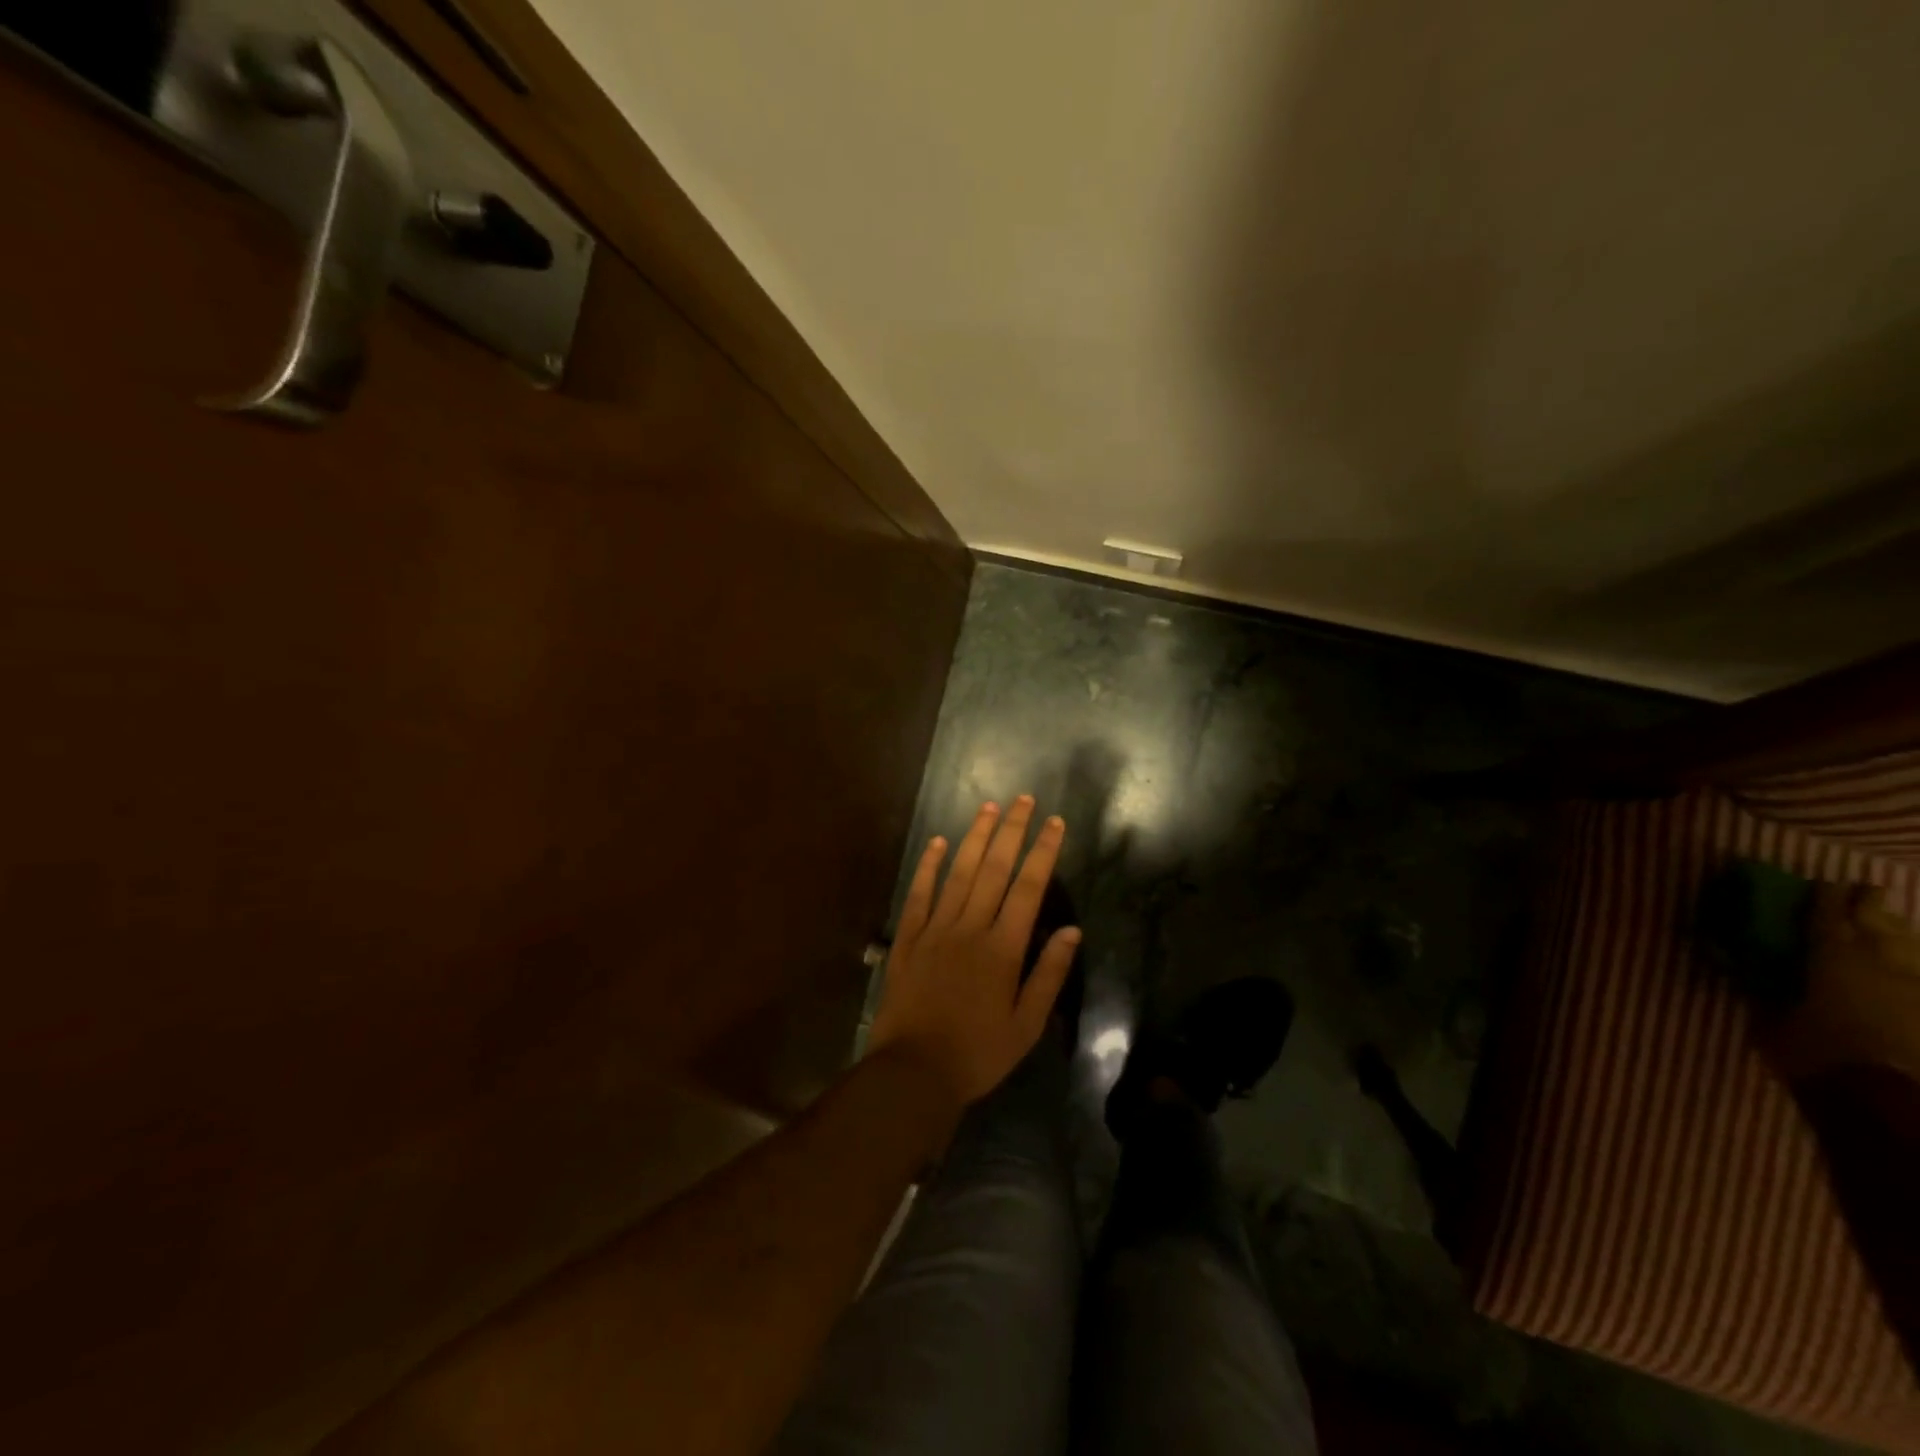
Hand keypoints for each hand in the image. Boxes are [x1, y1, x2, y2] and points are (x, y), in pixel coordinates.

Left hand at [869, 797, 1081, 1109]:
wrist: (913, 1072)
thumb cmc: (978, 1053)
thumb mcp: (1026, 1026)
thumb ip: (1048, 975)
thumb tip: (1072, 931)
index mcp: (1003, 948)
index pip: (1028, 888)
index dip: (1042, 852)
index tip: (1054, 823)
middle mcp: (970, 928)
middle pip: (994, 869)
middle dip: (1011, 831)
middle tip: (1022, 799)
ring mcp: (934, 929)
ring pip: (958, 873)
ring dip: (975, 838)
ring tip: (988, 808)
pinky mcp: (907, 939)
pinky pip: (919, 894)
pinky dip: (928, 866)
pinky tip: (937, 843)